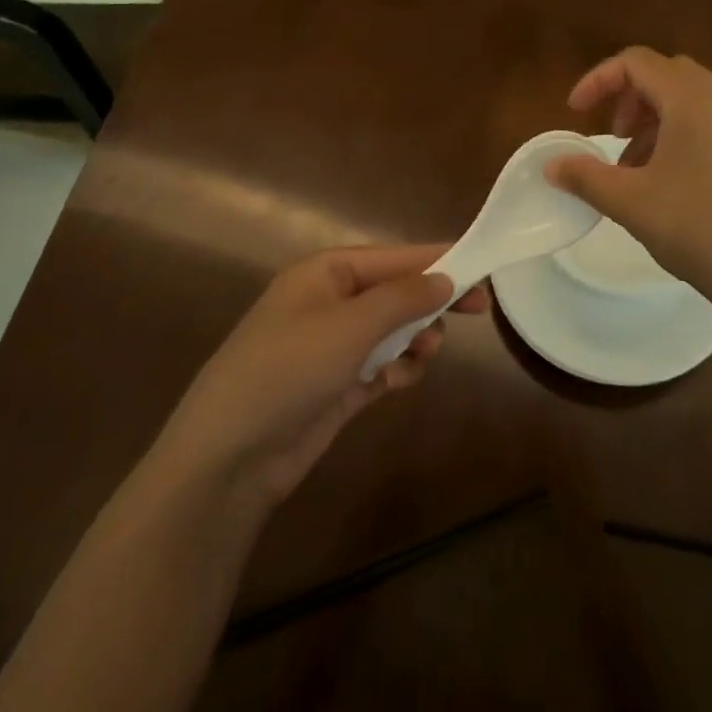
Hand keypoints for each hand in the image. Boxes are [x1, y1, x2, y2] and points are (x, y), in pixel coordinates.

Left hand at [153, 245, 490, 511]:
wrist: (230, 454)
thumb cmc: (289, 369)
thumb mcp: (350, 325)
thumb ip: (402, 299)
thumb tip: (444, 277)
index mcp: (325, 273)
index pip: (393, 257)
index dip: (437, 260)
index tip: (481, 266)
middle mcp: (329, 302)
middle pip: (395, 292)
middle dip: (431, 301)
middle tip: (479, 311)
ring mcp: (331, 346)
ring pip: (391, 331)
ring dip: (415, 338)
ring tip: (426, 353)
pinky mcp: (336, 386)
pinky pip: (380, 366)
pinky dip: (397, 370)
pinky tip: (402, 380)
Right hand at [545, 47, 711, 325]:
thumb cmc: (698, 227)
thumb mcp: (630, 201)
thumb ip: (585, 177)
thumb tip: (551, 165)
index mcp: (690, 99)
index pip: (636, 62)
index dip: (598, 79)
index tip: (575, 113)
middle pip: (665, 74)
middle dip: (628, 97)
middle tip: (611, 134)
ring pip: (687, 100)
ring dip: (652, 120)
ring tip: (632, 166)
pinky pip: (707, 124)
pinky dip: (676, 136)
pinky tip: (666, 183)